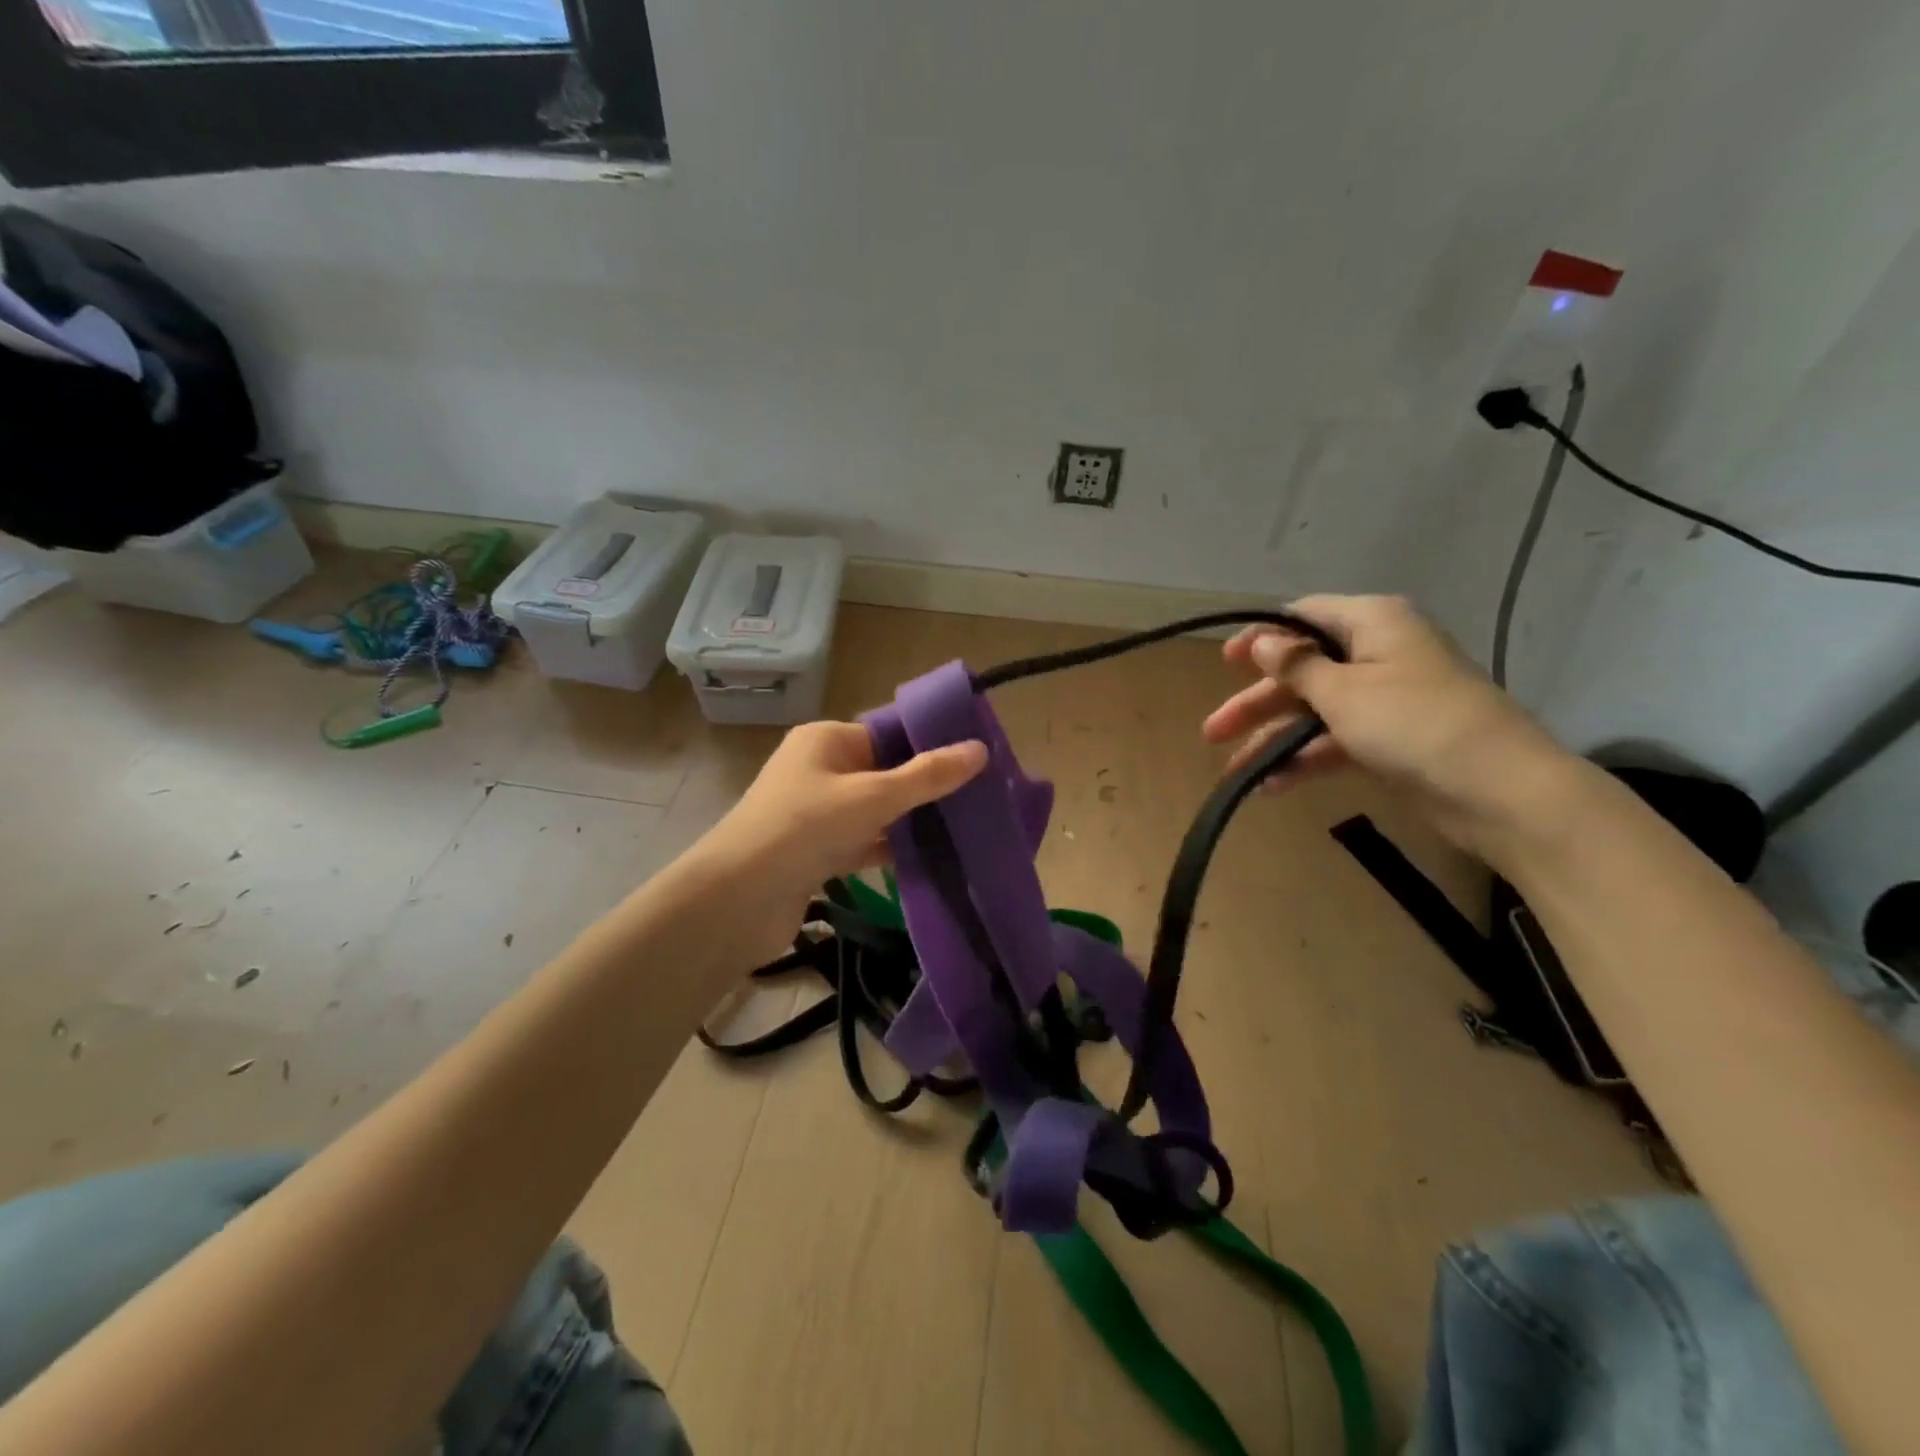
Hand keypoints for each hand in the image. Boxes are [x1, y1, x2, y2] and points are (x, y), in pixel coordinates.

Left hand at [697, 720, 987, 952]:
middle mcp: (818, 770)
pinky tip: (931, 858)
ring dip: (910, 821)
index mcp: (825, 740)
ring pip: (875, 810)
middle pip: (883, 772)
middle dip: (925, 786)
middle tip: (978, 797)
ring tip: (965, 826)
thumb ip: (927, 776)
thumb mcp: (873, 796)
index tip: (975, 759)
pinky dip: (890, 848)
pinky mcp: (815, 852)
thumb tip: (980, 749)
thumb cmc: (805, 828)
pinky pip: (863, 842)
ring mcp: (814, 813)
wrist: (737, 900)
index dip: (929, 744)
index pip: (887, 733)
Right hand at [1201, 595, 1572, 853]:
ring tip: (1234, 771)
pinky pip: (1336, 742)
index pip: (1304, 617)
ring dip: (1274, 739)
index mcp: (1373, 623)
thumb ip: (1296, 666)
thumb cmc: (1413, 722)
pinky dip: (1305, 760)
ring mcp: (1386, 700)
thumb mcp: (1343, 690)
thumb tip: (1262, 641)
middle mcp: (1378, 653)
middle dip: (1257, 702)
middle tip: (1213, 731)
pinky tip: (1272, 785)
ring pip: (1315, 711)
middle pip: (1302, 671)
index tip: (1225, 663)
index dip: (1262, 638)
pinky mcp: (1391, 740)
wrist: (1499, 790)